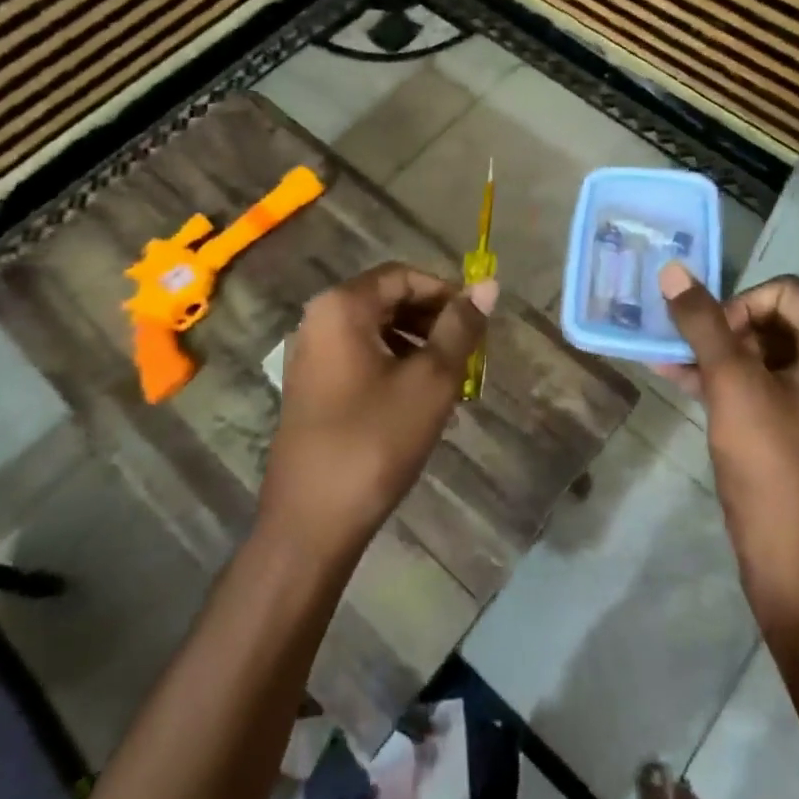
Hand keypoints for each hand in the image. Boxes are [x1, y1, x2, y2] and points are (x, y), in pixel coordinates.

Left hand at [260, 263, 497, 560]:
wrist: (311, 522)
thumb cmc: (375, 440)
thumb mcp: (430, 380)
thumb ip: (460, 327)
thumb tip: (488, 284)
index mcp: (342, 307)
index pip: (403, 276)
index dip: (445, 292)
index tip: (477, 323)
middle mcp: (318, 319)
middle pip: (387, 300)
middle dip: (433, 320)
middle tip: (468, 353)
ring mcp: (310, 355)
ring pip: (376, 331)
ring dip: (417, 345)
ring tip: (450, 379)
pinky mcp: (311, 387)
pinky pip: (360, 357)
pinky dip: (394, 365)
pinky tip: (418, 400)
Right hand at [657, 262, 798, 621]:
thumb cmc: (774, 466)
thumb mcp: (733, 387)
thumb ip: (702, 324)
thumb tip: (672, 270)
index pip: (781, 292)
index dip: (737, 306)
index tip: (709, 341)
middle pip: (769, 318)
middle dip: (720, 330)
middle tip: (684, 352)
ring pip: (757, 350)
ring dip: (712, 353)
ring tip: (664, 359)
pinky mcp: (796, 421)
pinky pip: (757, 381)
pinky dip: (721, 378)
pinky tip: (676, 378)